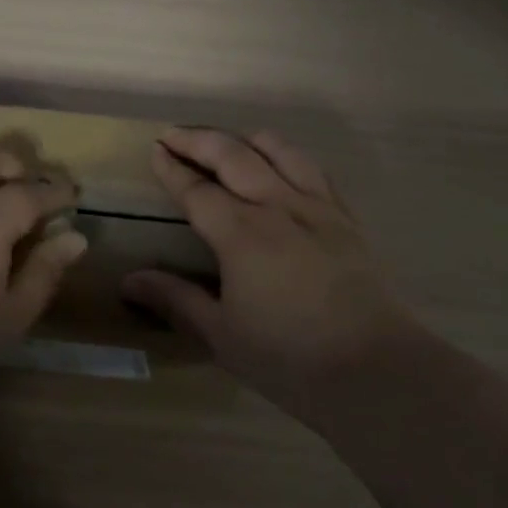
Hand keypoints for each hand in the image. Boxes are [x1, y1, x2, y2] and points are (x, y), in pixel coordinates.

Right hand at [122, 128, 413, 423]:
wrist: (378, 373)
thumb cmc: (291, 359)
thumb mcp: (223, 335)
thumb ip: (176, 300)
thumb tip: (129, 281)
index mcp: (240, 233)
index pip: (197, 189)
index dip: (172, 168)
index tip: (155, 149)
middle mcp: (276, 205)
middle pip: (232, 155)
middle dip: (198, 140)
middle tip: (174, 134)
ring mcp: (316, 207)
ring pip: (278, 150)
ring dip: (245, 139)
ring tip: (229, 143)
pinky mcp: (345, 218)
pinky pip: (314, 169)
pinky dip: (288, 156)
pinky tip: (283, 167)